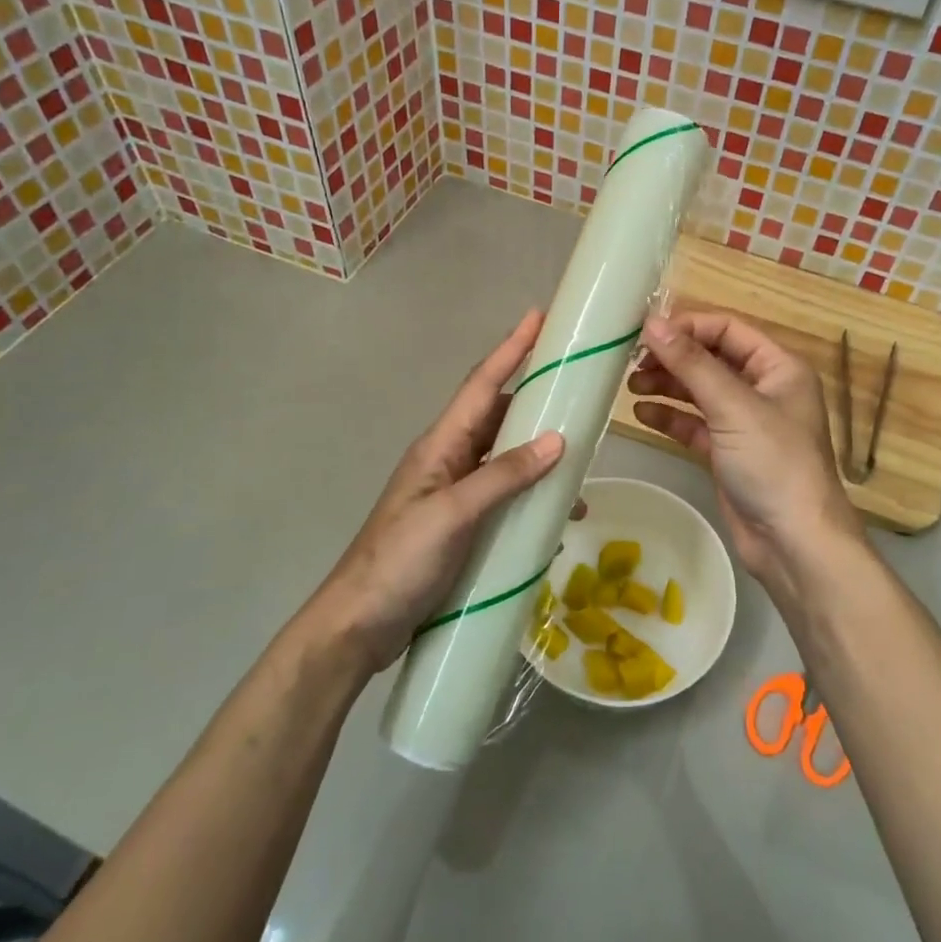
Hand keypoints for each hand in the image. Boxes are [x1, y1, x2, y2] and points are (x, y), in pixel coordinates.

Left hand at [298, 309, 563, 678]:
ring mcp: (454, 494)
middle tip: (578, 388)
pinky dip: (532, 497)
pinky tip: (558, 515)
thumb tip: (556, 439)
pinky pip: (505, 498)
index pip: (481, 385)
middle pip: (497, 416)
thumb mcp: (452, 514)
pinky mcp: (463, 526)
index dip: (510, 349)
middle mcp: (448, 460)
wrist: (359, 624)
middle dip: (534, 398)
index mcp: (440, 446)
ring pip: (504, 458)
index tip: (539, 317)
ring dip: (539, 454)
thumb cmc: (399, 560)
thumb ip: (502, 476)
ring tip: (581, 458)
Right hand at [628, 312, 862, 605]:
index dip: (687, 326)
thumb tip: (653, 323)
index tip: (646, 332)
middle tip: (631, 362)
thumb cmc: (773, 463)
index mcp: (778, 367)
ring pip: (699, 392)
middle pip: (711, 359)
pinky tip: (642, 414)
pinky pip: (694, 424)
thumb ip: (691, 363)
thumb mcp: (733, 407)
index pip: (728, 329)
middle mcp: (763, 389)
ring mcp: (745, 423)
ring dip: (667, 385)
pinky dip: (670, 417)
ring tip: (630, 386)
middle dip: (672, 358)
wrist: (794, 543)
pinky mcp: (728, 452)